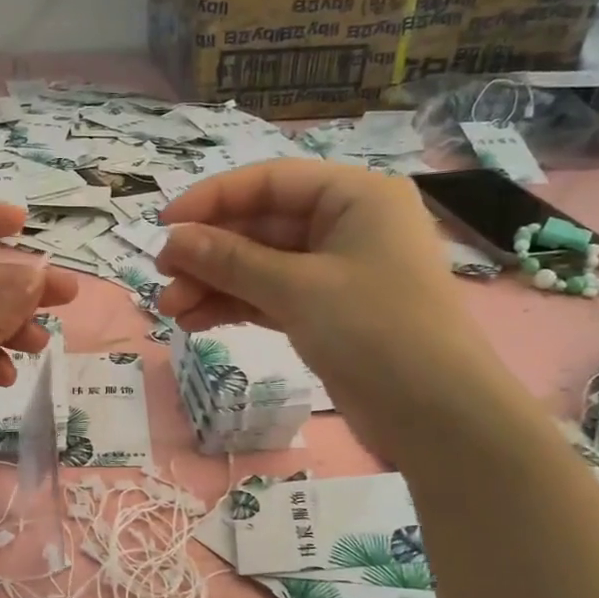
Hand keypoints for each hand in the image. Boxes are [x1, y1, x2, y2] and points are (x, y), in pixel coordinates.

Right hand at [155, 161, 507, 466]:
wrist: (436, 415)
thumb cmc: (376, 330)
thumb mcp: (298, 289)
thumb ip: (231, 261)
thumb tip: (173, 241)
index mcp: (354, 196)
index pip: (269, 182)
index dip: (212, 200)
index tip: (163, 227)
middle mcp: (346, 225)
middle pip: (261, 226)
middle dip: (209, 252)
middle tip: (162, 278)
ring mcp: (337, 272)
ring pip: (261, 266)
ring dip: (215, 284)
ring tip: (170, 309)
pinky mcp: (327, 313)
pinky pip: (271, 297)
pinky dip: (236, 306)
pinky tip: (196, 320)